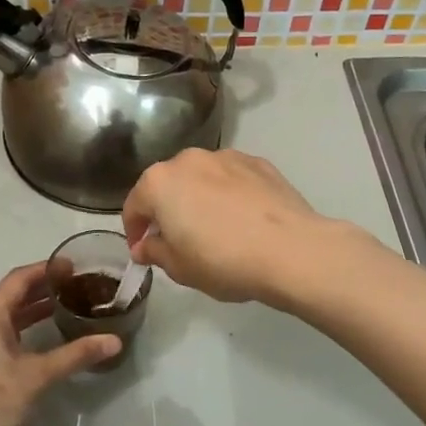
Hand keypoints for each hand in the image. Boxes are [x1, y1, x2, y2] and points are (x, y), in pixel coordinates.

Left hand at [0, 262, 119, 425]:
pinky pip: (3, 332)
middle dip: (44, 288)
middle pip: (13, 295)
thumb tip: (114, 341)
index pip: (19, 279)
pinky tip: (46, 336)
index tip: (74, 266)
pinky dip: (25, 328)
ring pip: (8, 315)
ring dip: (35, 309)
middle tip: (78, 285)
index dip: (47, 269)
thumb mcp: (37, 376)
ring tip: (68, 305)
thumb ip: (76, 355)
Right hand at [121, 148, 350, 305]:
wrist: (290, 250)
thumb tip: (144, 247)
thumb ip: (154, 252)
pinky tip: (242, 219)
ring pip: (201, 177)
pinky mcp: (259, 163)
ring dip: (198, 198)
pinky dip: (229, 194)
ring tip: (213, 228)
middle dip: (167, 210)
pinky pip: (232, 179)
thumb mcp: (179, 268)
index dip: (134, 230)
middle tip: (177, 240)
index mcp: (160, 182)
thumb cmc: (223, 261)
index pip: (134, 205)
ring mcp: (226, 157)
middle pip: (167, 185)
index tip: (142, 251)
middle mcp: (189, 160)